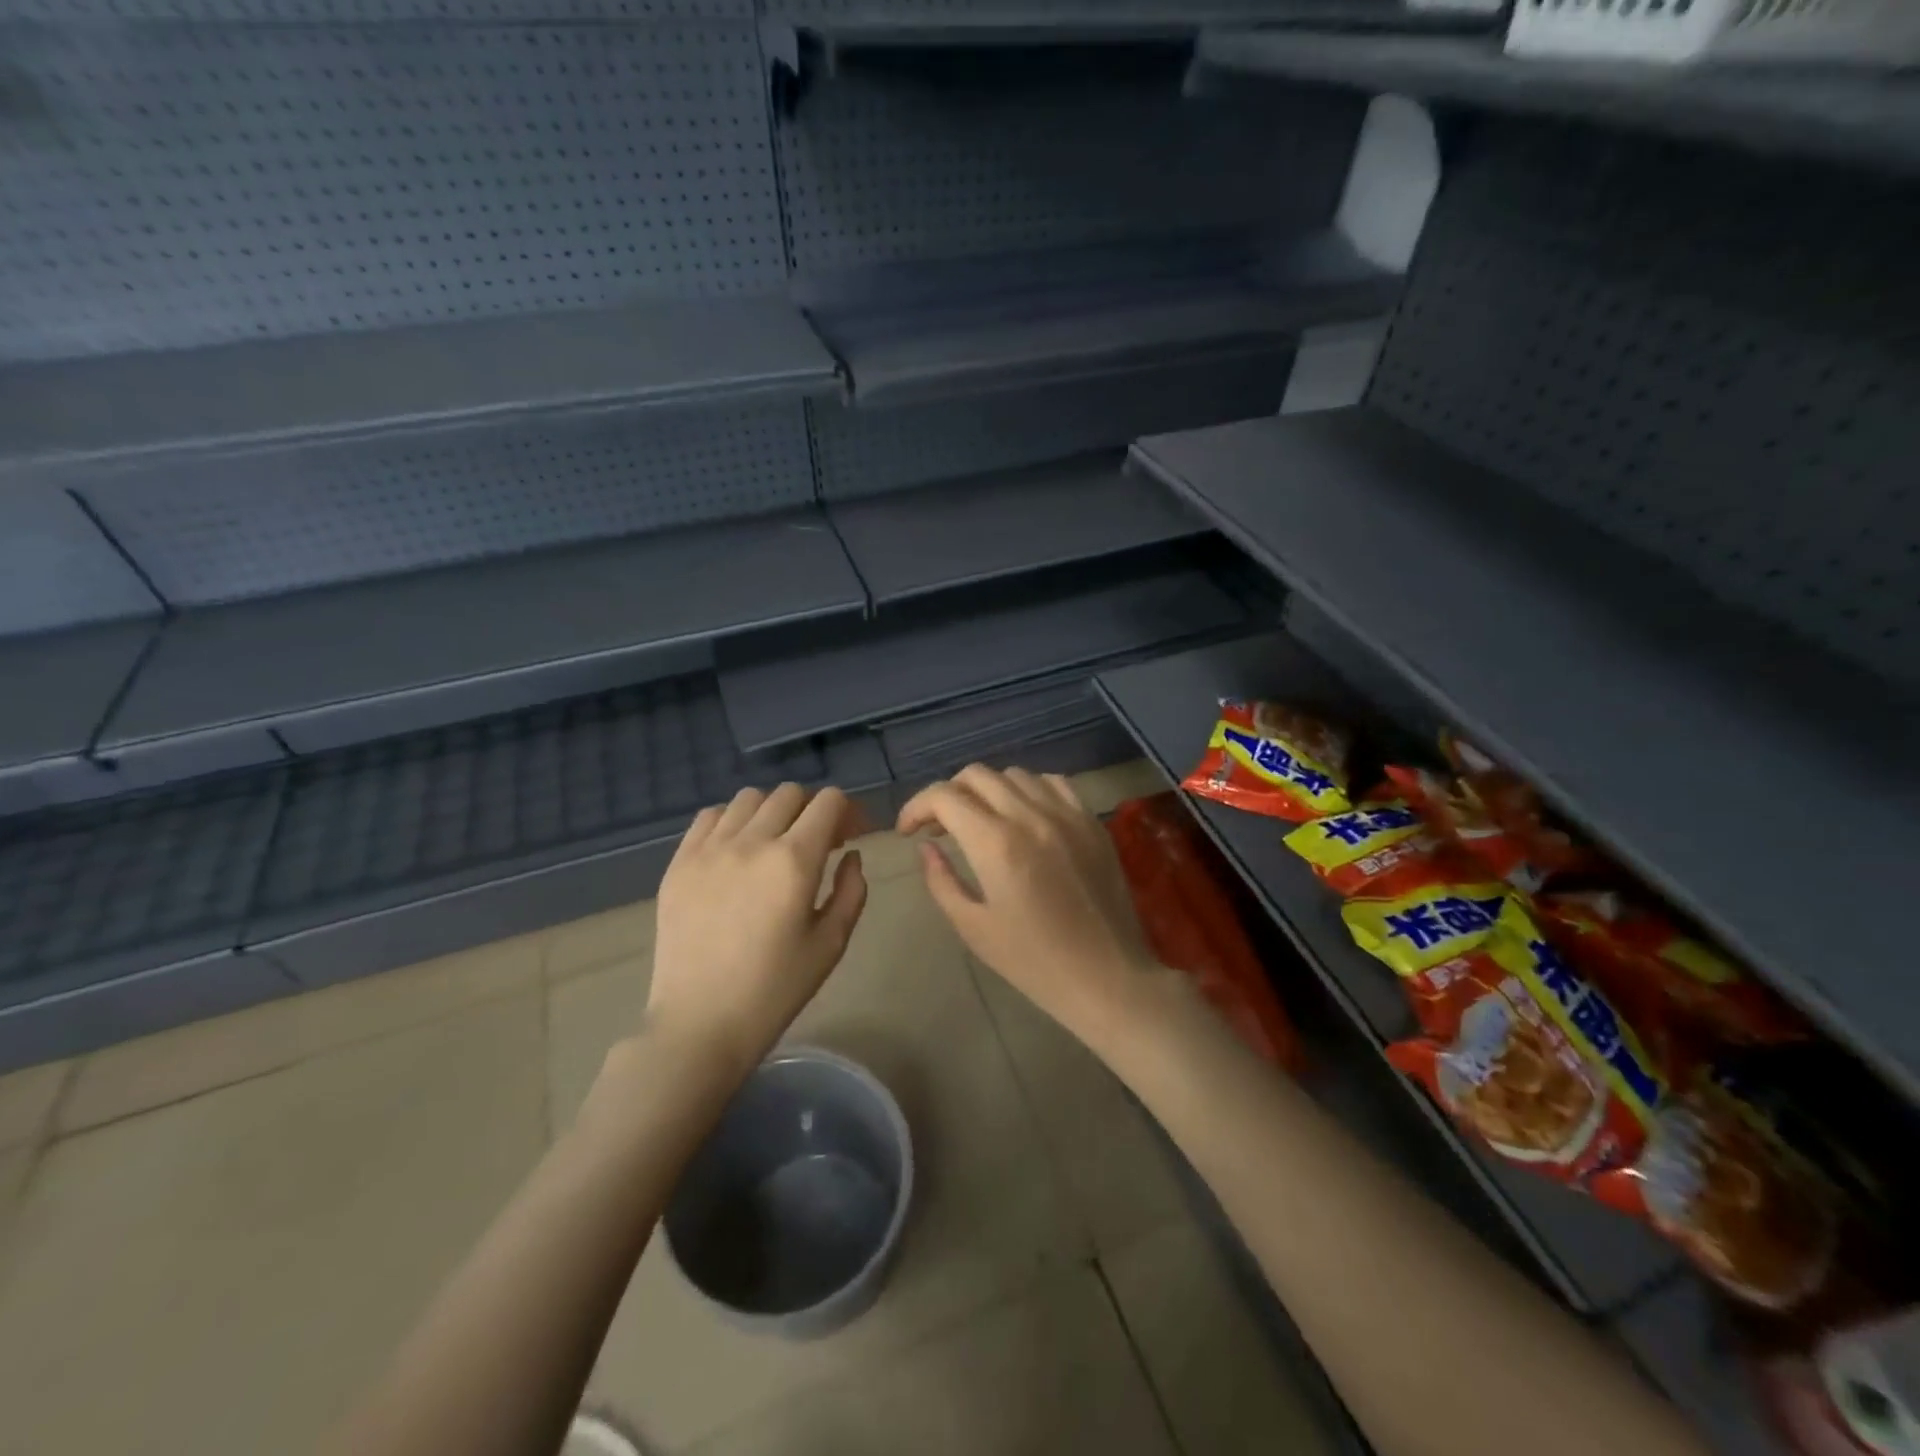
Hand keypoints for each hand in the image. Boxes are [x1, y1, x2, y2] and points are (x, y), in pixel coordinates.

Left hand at [645, 784, 868, 1076]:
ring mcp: (709, 849)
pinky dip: (732, 821)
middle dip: (814, 810)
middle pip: (790, 794)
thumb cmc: (775, 990)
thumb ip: (851, 890)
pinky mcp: (679, 863)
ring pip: (749, 799)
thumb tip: (851, 855)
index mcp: (795, 861)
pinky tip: (738, 849)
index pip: (828, 802)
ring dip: (773, 811)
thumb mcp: (831, 944)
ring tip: (775, 842)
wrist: (700, 1024)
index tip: (852, 835)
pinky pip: (710, 817)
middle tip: (819, 842)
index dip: (848, 811)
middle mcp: (751, 842)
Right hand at [897, 765, 1159, 1049]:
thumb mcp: (974, 928)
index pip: (945, 797)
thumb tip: (925, 846)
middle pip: (976, 775)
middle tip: (940, 827)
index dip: (916, 806)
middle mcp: (1031, 816)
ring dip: (987, 790)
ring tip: (981, 820)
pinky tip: (1024, 815)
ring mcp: (1067, 814)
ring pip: (1014, 774)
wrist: (1107, 977)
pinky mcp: (1092, 821)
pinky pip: (1053, 783)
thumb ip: (941, 880)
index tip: (908, 831)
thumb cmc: (1033, 962)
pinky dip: (1028, 789)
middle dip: (948, 795)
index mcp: (996, 844)